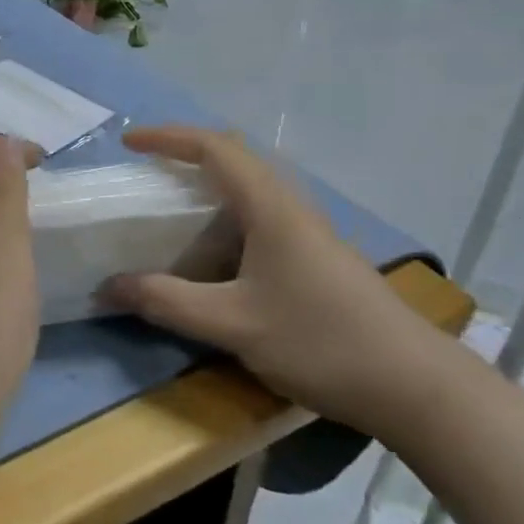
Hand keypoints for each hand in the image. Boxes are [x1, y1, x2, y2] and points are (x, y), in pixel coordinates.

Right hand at [101, 125, 436, 431]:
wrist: (414, 385)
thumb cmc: (320, 341)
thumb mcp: (233, 323)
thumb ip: (167, 302)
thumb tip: (109, 287)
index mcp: (270, 207)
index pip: (214, 148)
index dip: (168, 138)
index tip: (129, 142)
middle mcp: (290, 207)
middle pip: (235, 158)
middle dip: (186, 155)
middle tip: (147, 172)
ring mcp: (308, 231)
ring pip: (250, 188)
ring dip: (208, 186)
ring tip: (170, 209)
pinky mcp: (317, 256)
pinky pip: (260, 217)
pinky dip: (225, 218)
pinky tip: (213, 255)